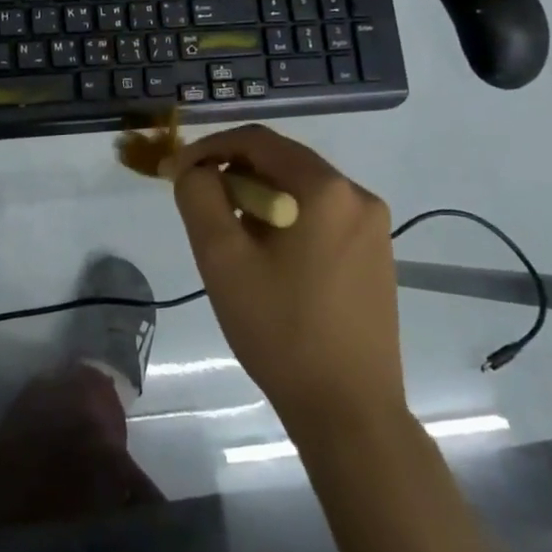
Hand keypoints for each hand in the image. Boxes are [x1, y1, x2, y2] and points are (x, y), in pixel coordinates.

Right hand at [164, 124, 402, 428]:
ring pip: (300, 187)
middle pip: (281, 160)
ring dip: (258, 196)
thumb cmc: (280, 330)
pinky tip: (267, 255)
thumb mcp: (222, 257)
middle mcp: (357, 195)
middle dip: (232, 172)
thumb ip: (199, 196)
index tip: (175, 172)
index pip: (256, 140)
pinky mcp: (376, 254)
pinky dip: (285, 217)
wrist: (349, 411)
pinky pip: (321, 214)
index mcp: (325, 188)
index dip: (208, 148)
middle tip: (198, 203)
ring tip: (229, 233)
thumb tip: (194, 169)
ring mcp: (373, 226)